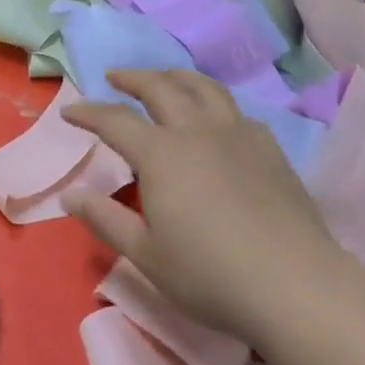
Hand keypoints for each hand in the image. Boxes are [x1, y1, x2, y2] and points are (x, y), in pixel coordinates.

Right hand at [62, 69, 353, 335]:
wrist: (296, 286)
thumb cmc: (210, 275)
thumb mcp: (145, 254)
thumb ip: (105, 219)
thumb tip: (70, 195)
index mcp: (161, 154)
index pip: (114, 120)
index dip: (88, 112)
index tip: (69, 111)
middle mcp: (197, 132)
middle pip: (160, 88)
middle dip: (132, 79)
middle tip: (115, 77)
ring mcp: (239, 136)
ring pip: (204, 88)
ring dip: (176, 77)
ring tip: (164, 79)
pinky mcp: (270, 150)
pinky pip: (236, 111)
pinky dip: (214, 104)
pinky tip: (215, 119)